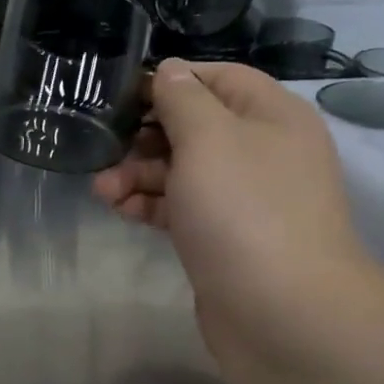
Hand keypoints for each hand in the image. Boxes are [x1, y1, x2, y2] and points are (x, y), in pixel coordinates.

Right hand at [95, 60, 383, 378]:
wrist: (281, 312)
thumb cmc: (244, 210)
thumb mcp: (208, 138)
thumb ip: (182, 98)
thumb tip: (169, 71)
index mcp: (272, 115)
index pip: (217, 78)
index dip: (170, 81)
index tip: (122, 96)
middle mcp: (263, 151)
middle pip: (196, 126)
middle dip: (146, 135)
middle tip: (105, 148)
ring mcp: (245, 199)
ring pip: (184, 171)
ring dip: (140, 175)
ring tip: (102, 190)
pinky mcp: (225, 238)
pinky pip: (184, 208)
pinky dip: (152, 205)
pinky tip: (120, 211)